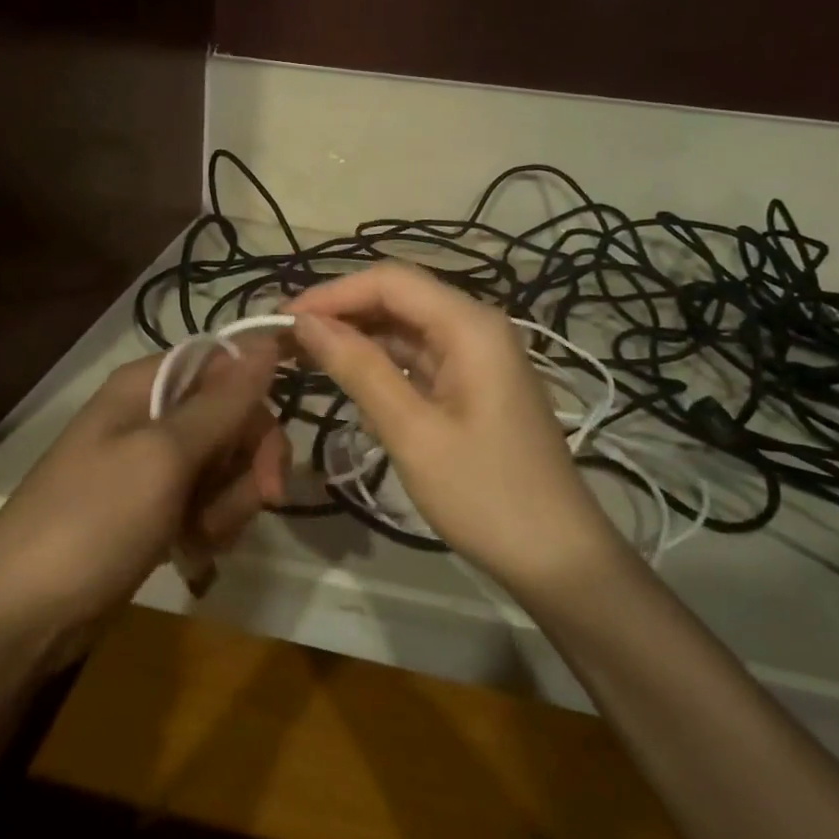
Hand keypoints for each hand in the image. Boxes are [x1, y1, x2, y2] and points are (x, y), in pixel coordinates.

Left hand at [0, 340, 289, 654]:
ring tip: (202, 537)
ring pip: (225, 467)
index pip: (227, 367)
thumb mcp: (163, 457)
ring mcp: (151, 466)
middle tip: (260, 502)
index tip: (272, 455)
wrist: (21, 617)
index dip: (257, 403)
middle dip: (248, 465)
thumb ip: (221, 403)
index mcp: (147, 386)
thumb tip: (267, 341)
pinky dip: (210, 527)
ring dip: (229, 504)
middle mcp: (151, 416)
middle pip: (232, 420)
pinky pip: (206, 503)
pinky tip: (192, 554)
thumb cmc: (92, 523)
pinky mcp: (153, 509)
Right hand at [290, 263, 622, 595]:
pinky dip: (380, 362)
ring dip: (356, 336)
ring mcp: (477, 356)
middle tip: (284, 338)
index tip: (282, 318)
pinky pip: (418, 356)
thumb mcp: (412, 432)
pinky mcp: (473, 384)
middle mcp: (476, 326)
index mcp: (470, 326)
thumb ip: (359, 369)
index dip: (331, 293)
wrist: (557, 557)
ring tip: (302, 354)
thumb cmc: (485, 495)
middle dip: (340, 311)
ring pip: (405, 327)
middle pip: (398, 298)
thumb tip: (306, 323)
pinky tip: (346, 376)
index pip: (390, 281)